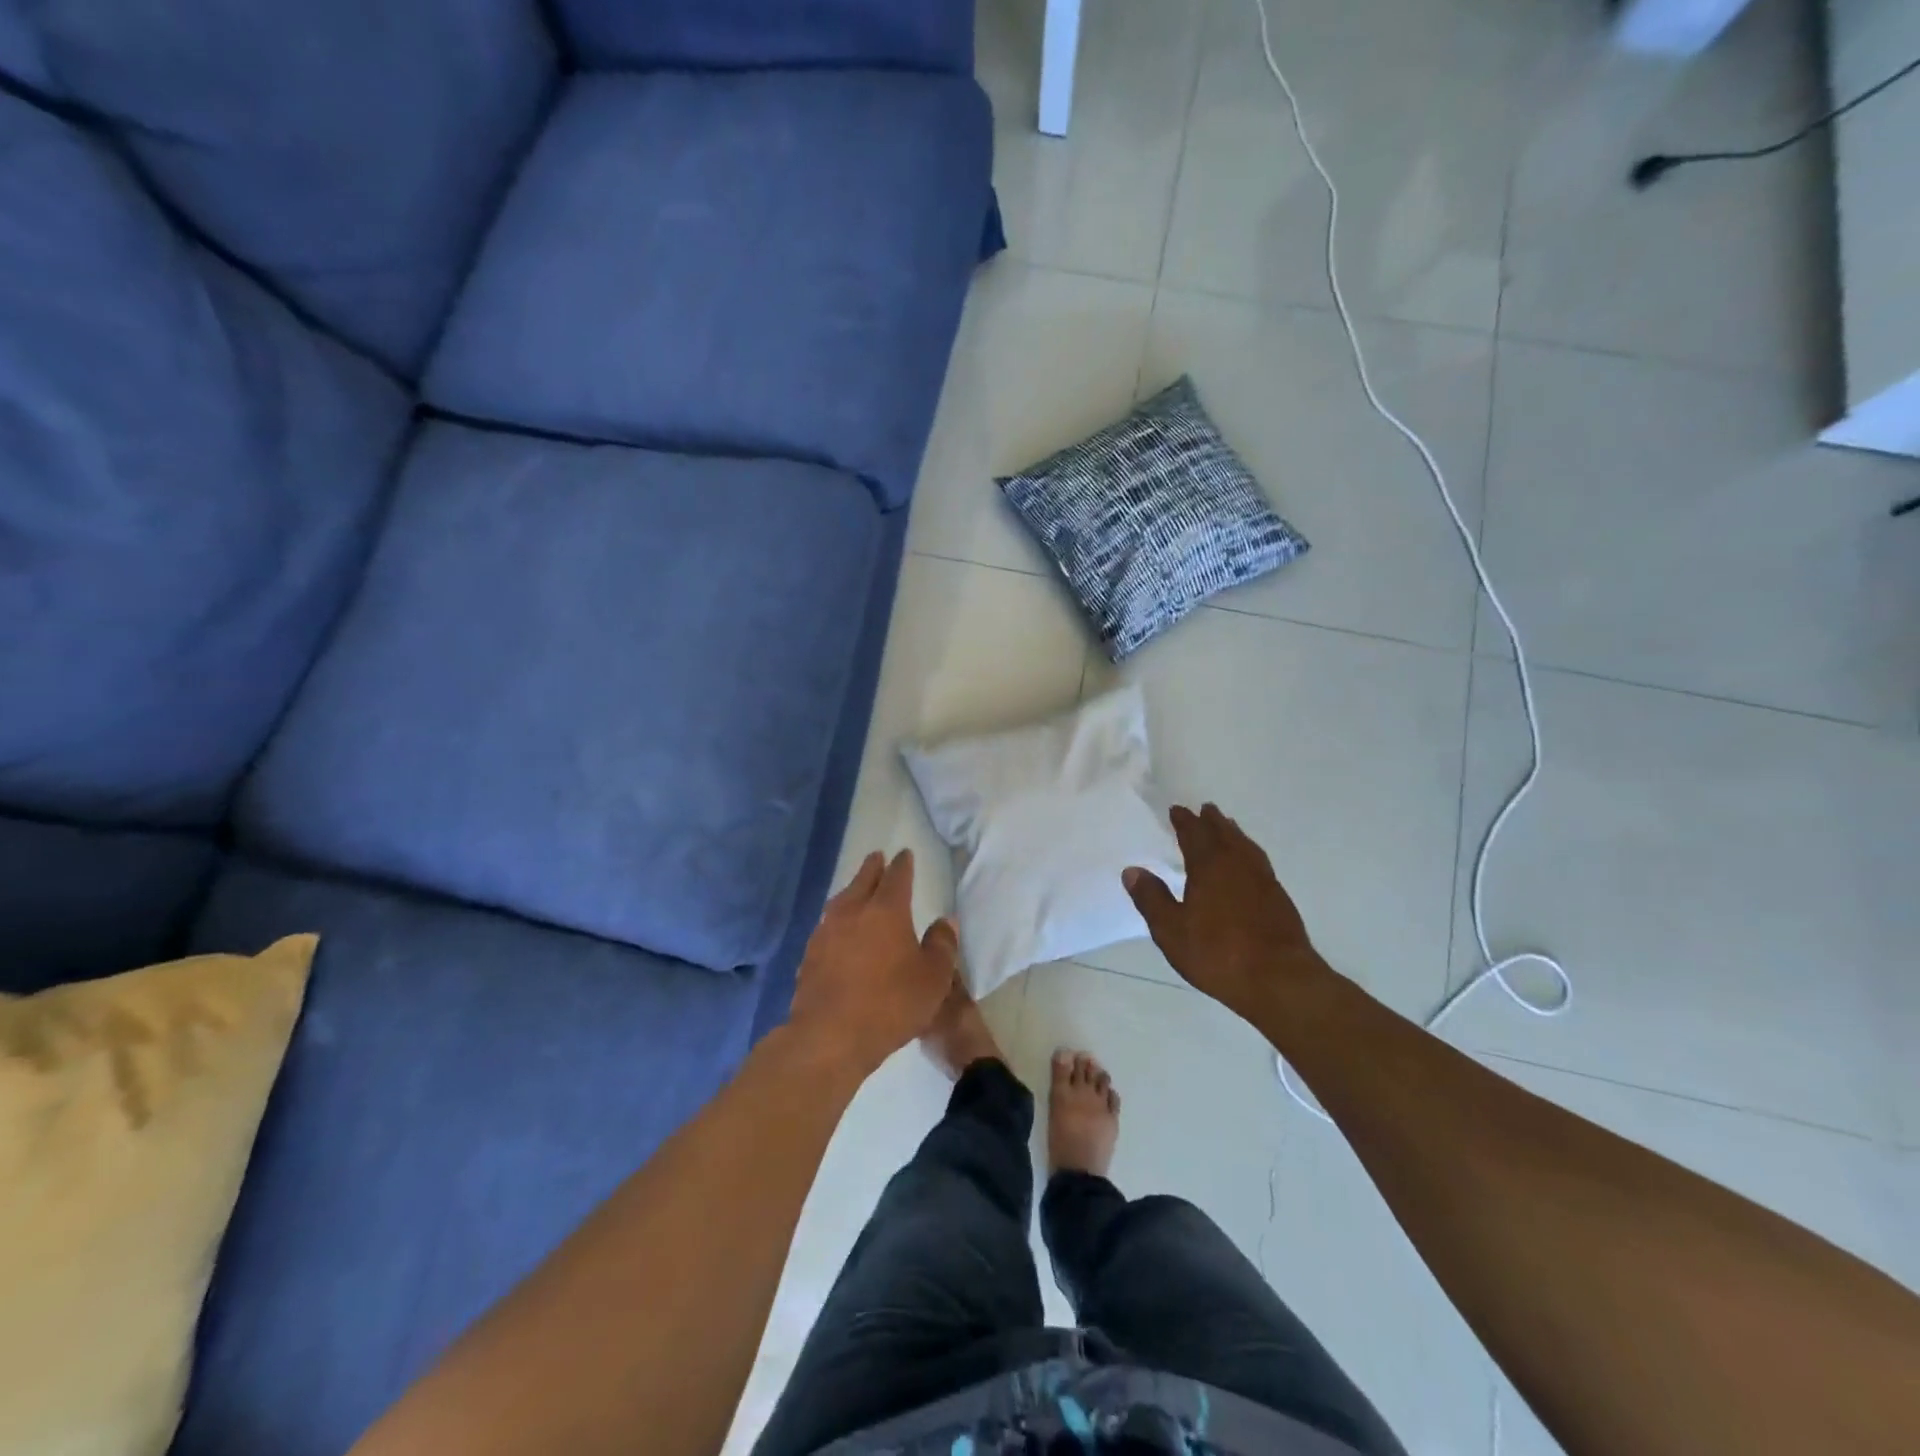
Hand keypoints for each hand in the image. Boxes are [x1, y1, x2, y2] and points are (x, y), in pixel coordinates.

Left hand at [788, 849, 958, 1076]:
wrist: (830, 1036)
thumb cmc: (891, 1004)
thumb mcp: (933, 978)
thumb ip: (942, 946)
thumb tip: (945, 921)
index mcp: (886, 910)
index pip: (896, 877)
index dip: (903, 865)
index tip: (905, 855)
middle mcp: (853, 912)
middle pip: (863, 880)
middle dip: (873, 868)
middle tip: (877, 857)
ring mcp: (826, 932)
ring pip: (841, 900)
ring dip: (852, 890)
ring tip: (857, 889)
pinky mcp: (810, 955)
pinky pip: (827, 925)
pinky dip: (837, 919)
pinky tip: (838, 930)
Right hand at [1123, 803, 1320, 1021]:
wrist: (1279, 979)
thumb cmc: (1218, 953)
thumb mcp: (1171, 930)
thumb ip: (1151, 898)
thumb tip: (1132, 870)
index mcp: (1209, 866)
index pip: (1194, 834)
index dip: (1184, 821)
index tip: (1177, 810)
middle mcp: (1238, 865)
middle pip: (1224, 834)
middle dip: (1212, 821)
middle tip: (1205, 809)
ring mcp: (1263, 880)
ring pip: (1246, 846)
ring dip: (1234, 834)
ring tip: (1228, 828)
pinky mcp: (1279, 899)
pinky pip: (1260, 862)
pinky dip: (1249, 853)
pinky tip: (1249, 865)